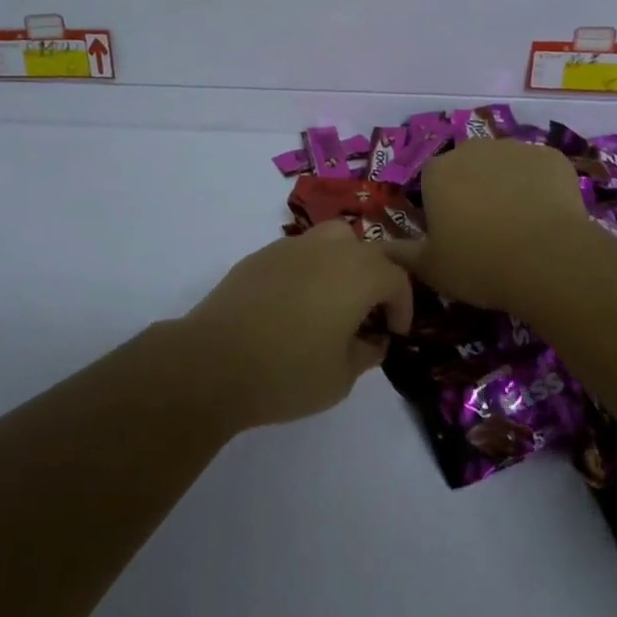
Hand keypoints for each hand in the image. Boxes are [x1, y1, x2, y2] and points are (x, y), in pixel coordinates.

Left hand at [182, 222, 412, 428]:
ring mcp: (292, 246)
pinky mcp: (261, 254)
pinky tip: (296, 303)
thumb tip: (373, 340)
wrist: (213, 361)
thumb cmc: (287, 373)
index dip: (403, 305)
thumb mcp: (340, 377)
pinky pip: (300, 251)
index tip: (395, 332)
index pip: (396, 277)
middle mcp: (329, 248)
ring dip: (345, 264)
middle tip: (371, 313)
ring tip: (336, 299)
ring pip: (333, 239)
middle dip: (378, 278)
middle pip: (368, 250)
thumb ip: (366, 353)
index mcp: (358, 273)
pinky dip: (311, 269)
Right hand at [383, 140, 591, 314]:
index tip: (455, 236)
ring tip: (522, 226)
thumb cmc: (479, 264)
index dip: (442, 208)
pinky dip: (541, 188)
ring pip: (505, 166)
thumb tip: (380, 249)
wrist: (548, 260)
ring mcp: (515, 149)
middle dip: (475, 191)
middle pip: (469, 168)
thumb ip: (403, 254)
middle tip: (488, 230)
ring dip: (508, 187)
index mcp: (438, 171)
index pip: (432, 182)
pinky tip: (549, 219)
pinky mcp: (552, 157)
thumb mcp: (431, 268)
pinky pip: (540, 171)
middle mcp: (473, 149)